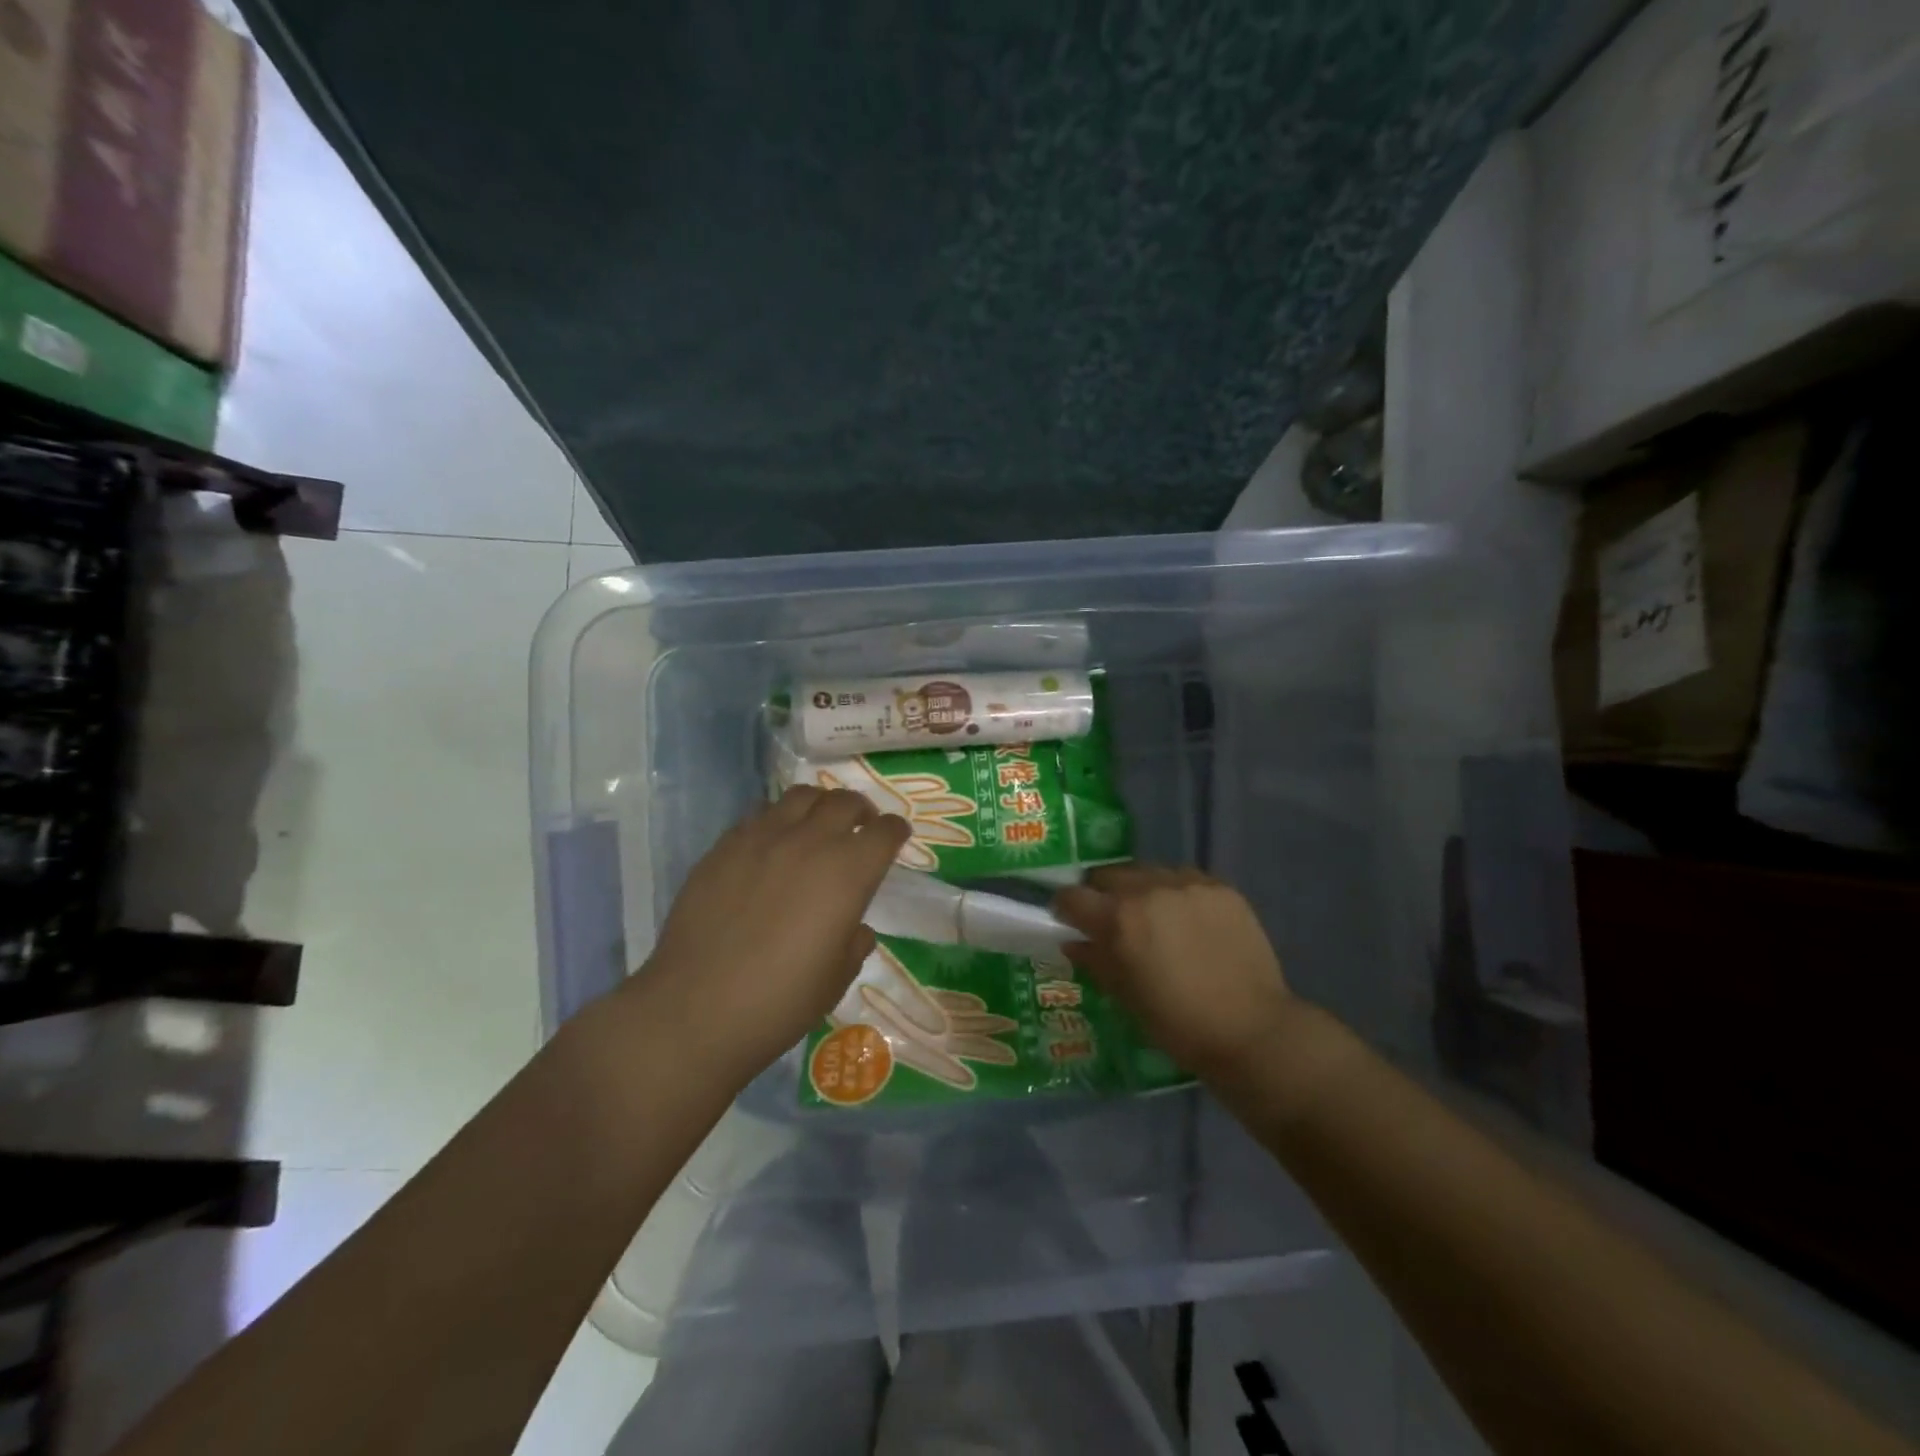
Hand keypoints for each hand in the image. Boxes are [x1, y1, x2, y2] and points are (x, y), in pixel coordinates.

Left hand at [637, 787, 909, 1079]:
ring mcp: (762, 838)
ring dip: (820, 805)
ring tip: (818, 824)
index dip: (895, 831)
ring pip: (801, 797)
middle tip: (861, 825)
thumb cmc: (781, 1000)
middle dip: (861, 810)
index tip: (896, 835)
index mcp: (848, 872)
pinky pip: (760, 815)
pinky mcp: (725, 846)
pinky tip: (773, 844)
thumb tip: (853, 926)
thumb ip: (855, 941)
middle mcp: (810, 842)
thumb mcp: (837, 977)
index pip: (884, 831)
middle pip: (845, 802)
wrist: (697, 1008)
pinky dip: (778, 820)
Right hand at [1053, 865, 1296, 1076]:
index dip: (1065, 908)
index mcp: (1119, 919)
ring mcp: (1188, 884)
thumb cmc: (1178, 1023)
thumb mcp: (1125, 997)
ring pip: (1147, 871)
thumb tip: (1073, 942)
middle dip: (1101, 894)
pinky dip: (1175, 893)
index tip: (1068, 921)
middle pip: (1107, 875)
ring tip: (1153, 917)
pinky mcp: (1220, 887)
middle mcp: (1148, 889)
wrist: (1252, 1030)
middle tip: (1112, 920)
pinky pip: (1184, 878)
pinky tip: (1187, 919)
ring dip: (1139, 890)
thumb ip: (1096, 961)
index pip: (1072, 896)